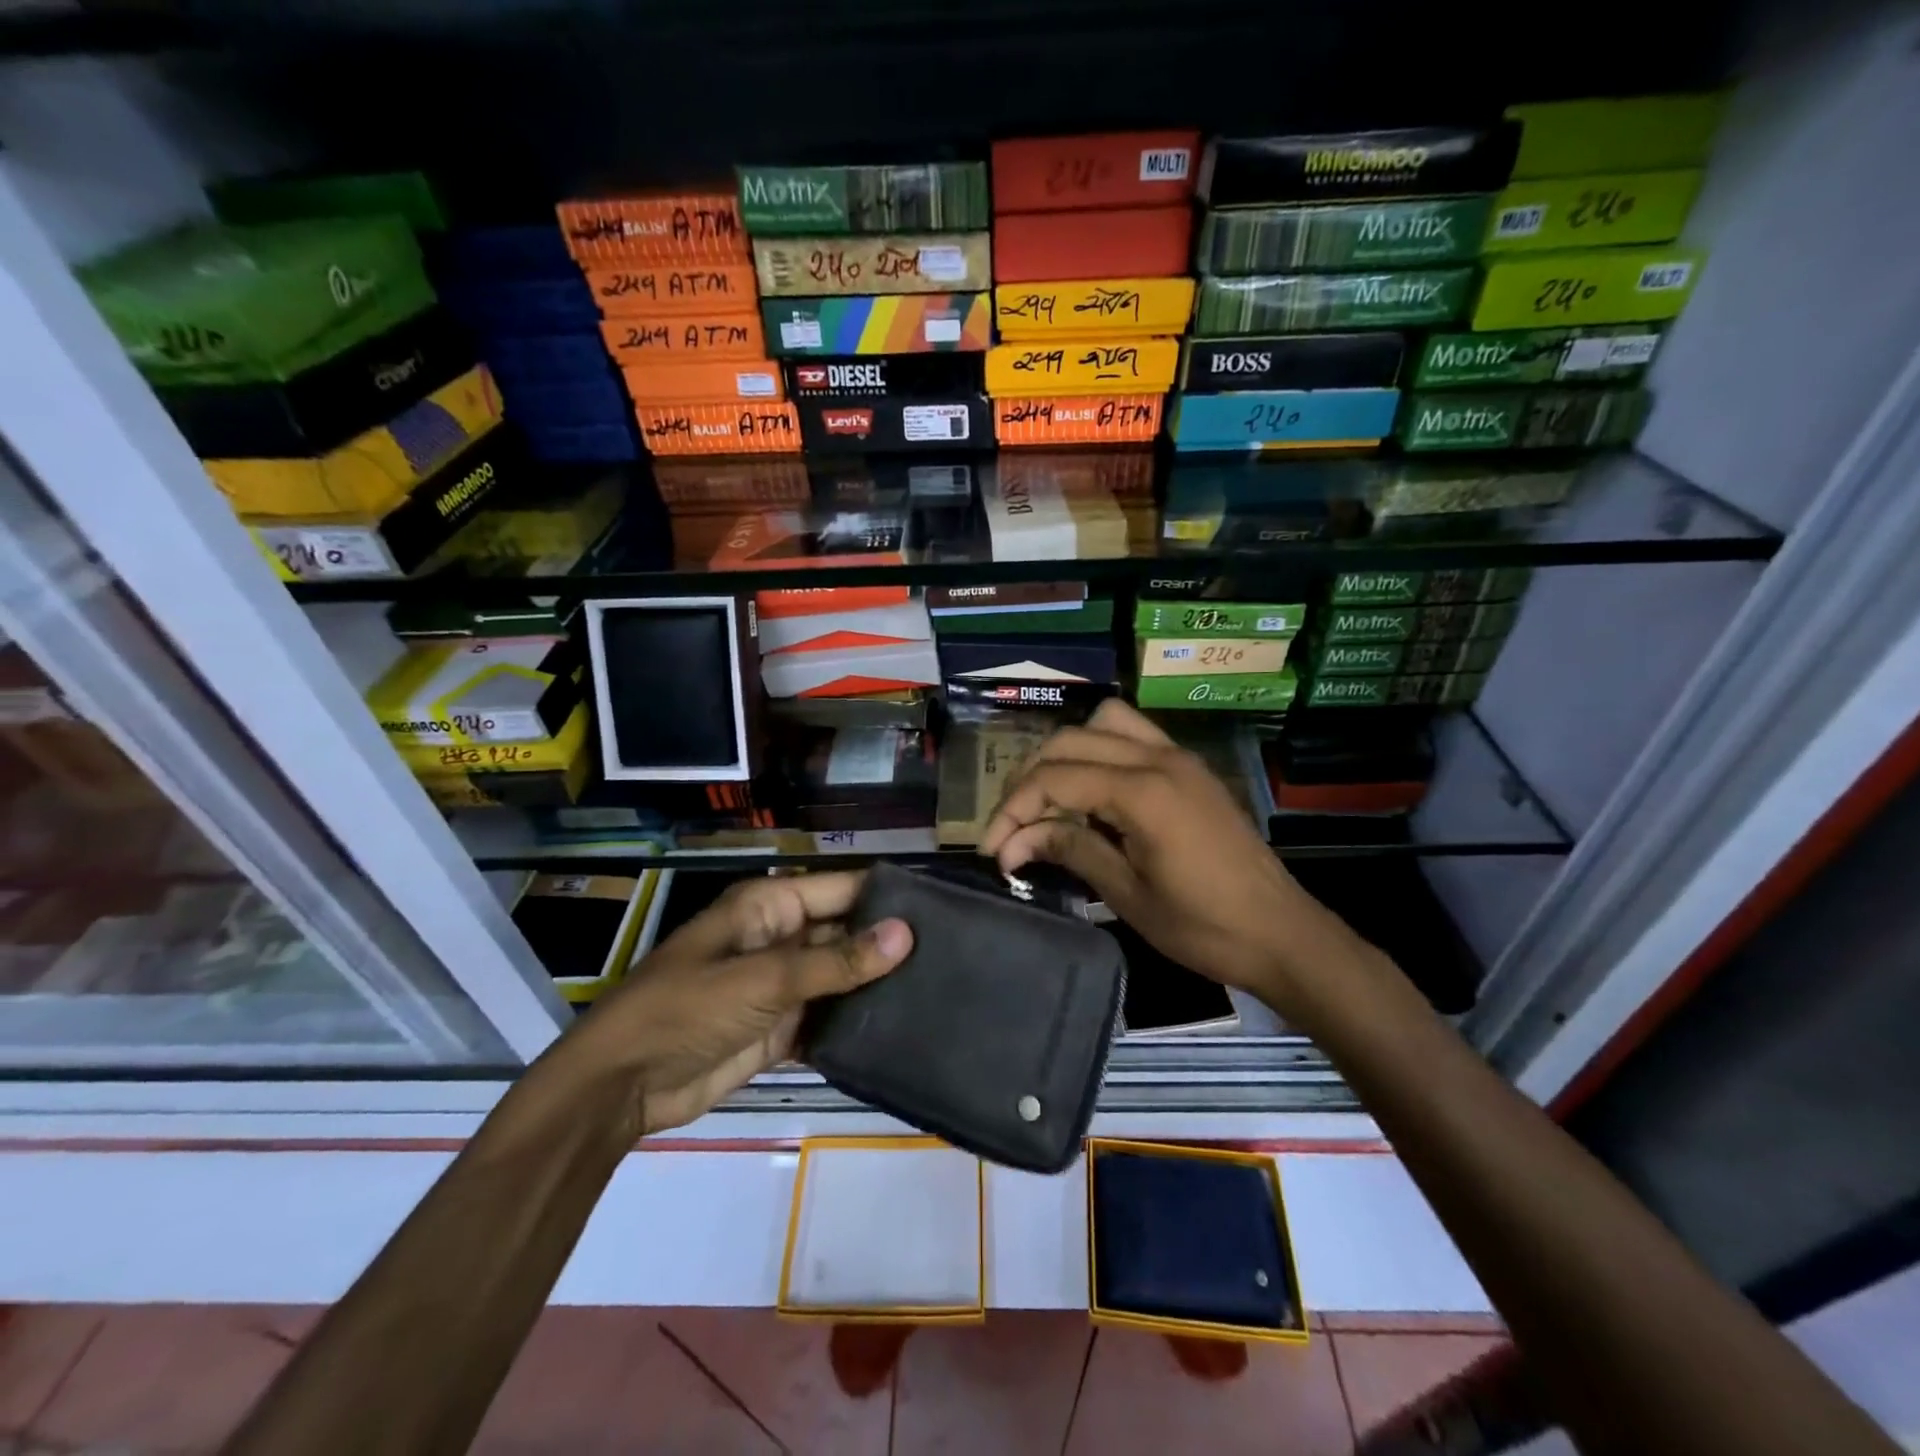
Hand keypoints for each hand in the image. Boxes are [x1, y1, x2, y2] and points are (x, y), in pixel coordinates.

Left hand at [570, 871, 911, 1133]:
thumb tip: (906, 933)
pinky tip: (900, 1028)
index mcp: (770, 906)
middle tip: (954, 955)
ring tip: (942, 989)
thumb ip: (836, 961)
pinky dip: (855, 1022)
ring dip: (876, 984)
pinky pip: (827, 1017)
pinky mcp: (779, 1028)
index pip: (842, 890)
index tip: (944, 908)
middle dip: (889, 944)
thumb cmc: (687, 1009)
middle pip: (845, 933)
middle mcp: (780, 938)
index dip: (887, 896)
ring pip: (840, 976)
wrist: (620, 1087)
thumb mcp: (764, 979)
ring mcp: (780, 985)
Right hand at [979, 700, 1357, 1017]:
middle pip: (1070, 741)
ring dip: (1066, 753)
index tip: (993, 851)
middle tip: (1014, 826)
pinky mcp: (1190, 769)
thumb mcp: (1127, 894)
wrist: (1282, 934)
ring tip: (1050, 798)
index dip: (1013, 810)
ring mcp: (1178, 758)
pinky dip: (1100, 751)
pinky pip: (1133, 736)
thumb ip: (1071, 850)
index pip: (1054, 779)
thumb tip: (1013, 843)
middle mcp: (1158, 758)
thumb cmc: (1204, 926)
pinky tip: (1092, 793)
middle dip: (1030, 778)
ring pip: (1104, 723)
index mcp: (1142, 791)